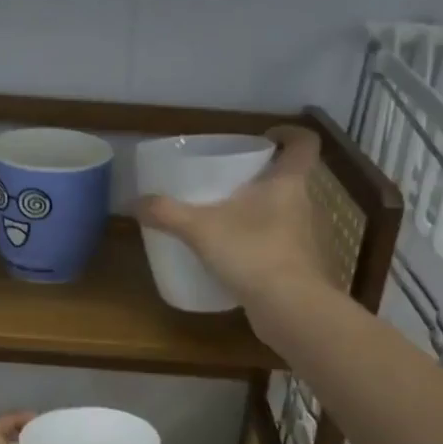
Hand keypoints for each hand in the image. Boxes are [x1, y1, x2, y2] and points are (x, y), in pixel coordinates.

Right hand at [134, 125, 328, 324]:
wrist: (291, 309)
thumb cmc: (253, 253)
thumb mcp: (201, 230)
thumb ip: (168, 213)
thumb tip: (134, 202)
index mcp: (288, 183)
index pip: (304, 144)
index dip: (290, 133)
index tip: (267, 136)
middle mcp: (305, 205)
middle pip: (290, 179)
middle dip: (264, 177)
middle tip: (231, 181)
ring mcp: (308, 238)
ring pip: (287, 213)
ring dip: (263, 212)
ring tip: (229, 219)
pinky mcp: (303, 268)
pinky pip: (282, 245)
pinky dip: (263, 244)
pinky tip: (237, 257)